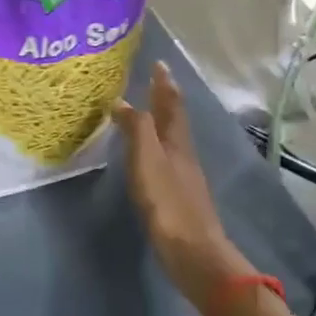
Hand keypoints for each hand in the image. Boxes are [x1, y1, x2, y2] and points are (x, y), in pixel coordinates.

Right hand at [112, 62, 256, 312]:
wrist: (192, 251)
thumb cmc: (167, 202)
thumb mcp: (147, 160)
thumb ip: (136, 129)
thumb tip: (123, 102)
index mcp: (176, 142)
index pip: (171, 105)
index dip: (164, 84)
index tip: (159, 64)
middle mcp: (183, 154)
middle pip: (175, 120)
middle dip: (165, 99)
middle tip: (153, 81)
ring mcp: (183, 176)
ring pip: (172, 139)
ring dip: (161, 122)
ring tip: (147, 113)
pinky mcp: (178, 196)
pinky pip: (166, 159)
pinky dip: (156, 147)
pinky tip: (149, 156)